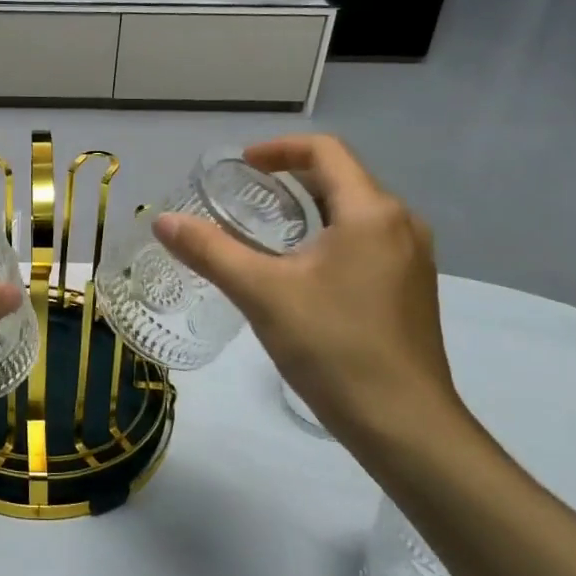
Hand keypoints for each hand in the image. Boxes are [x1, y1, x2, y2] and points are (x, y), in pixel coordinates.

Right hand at [153, 136, 469, 451]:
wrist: (406, 426)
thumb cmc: (334, 347)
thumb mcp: (262, 293)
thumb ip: (210, 251)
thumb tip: (162, 221)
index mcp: (371, 212)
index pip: (326, 151)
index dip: (279, 149)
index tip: (242, 166)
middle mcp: (401, 224)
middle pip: (341, 178)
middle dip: (291, 178)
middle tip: (245, 197)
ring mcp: (412, 258)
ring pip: (355, 212)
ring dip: (309, 209)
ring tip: (265, 232)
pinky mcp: (411, 289)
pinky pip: (366, 241)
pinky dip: (328, 236)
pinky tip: (300, 271)